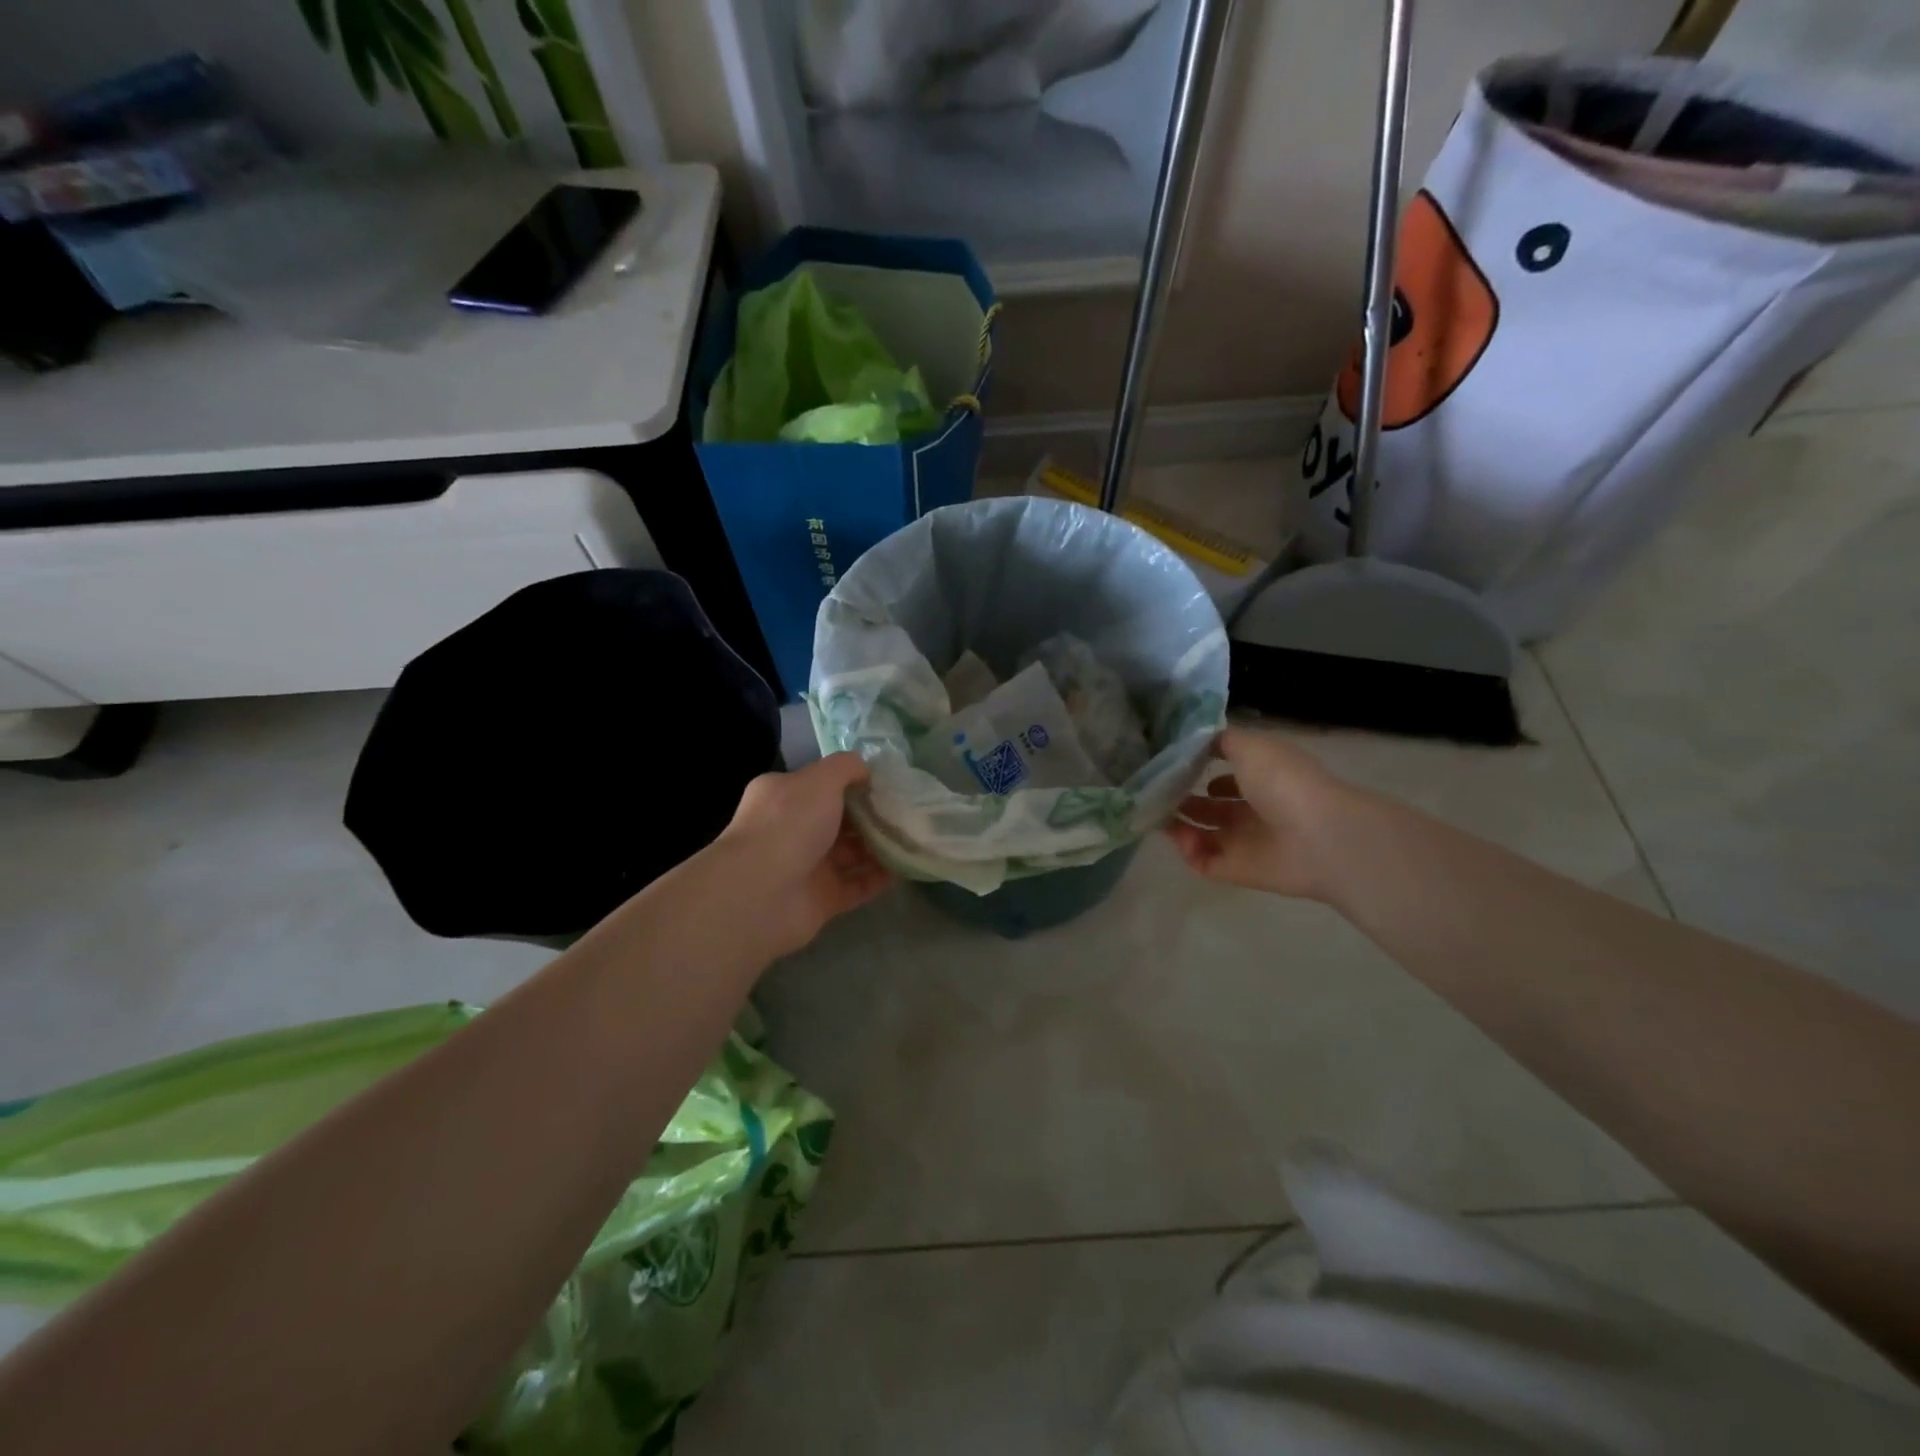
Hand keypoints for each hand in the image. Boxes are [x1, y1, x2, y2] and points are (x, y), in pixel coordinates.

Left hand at [716, 752, 892, 956]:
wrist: (761, 893)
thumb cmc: (789, 824)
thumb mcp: (820, 779)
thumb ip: (846, 767)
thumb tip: (865, 770)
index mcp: (784, 797)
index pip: (822, 785)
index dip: (854, 783)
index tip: (888, 785)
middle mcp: (792, 830)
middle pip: (840, 820)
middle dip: (872, 816)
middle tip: (908, 813)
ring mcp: (806, 867)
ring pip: (850, 854)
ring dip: (880, 847)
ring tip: (915, 838)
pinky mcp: (821, 900)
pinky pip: (856, 885)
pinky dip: (879, 878)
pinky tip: (905, 868)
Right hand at [1164, 728, 1352, 900]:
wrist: (1318, 837)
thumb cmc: (1284, 782)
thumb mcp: (1250, 746)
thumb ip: (1220, 741)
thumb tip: (1197, 741)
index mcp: (1263, 778)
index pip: (1227, 773)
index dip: (1200, 769)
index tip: (1170, 765)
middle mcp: (1255, 809)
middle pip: (1211, 807)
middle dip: (1183, 799)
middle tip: (1156, 793)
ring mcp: (1246, 842)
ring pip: (1203, 835)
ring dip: (1178, 826)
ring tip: (1159, 815)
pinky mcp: (1237, 870)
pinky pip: (1204, 862)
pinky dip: (1188, 851)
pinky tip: (1181, 836)